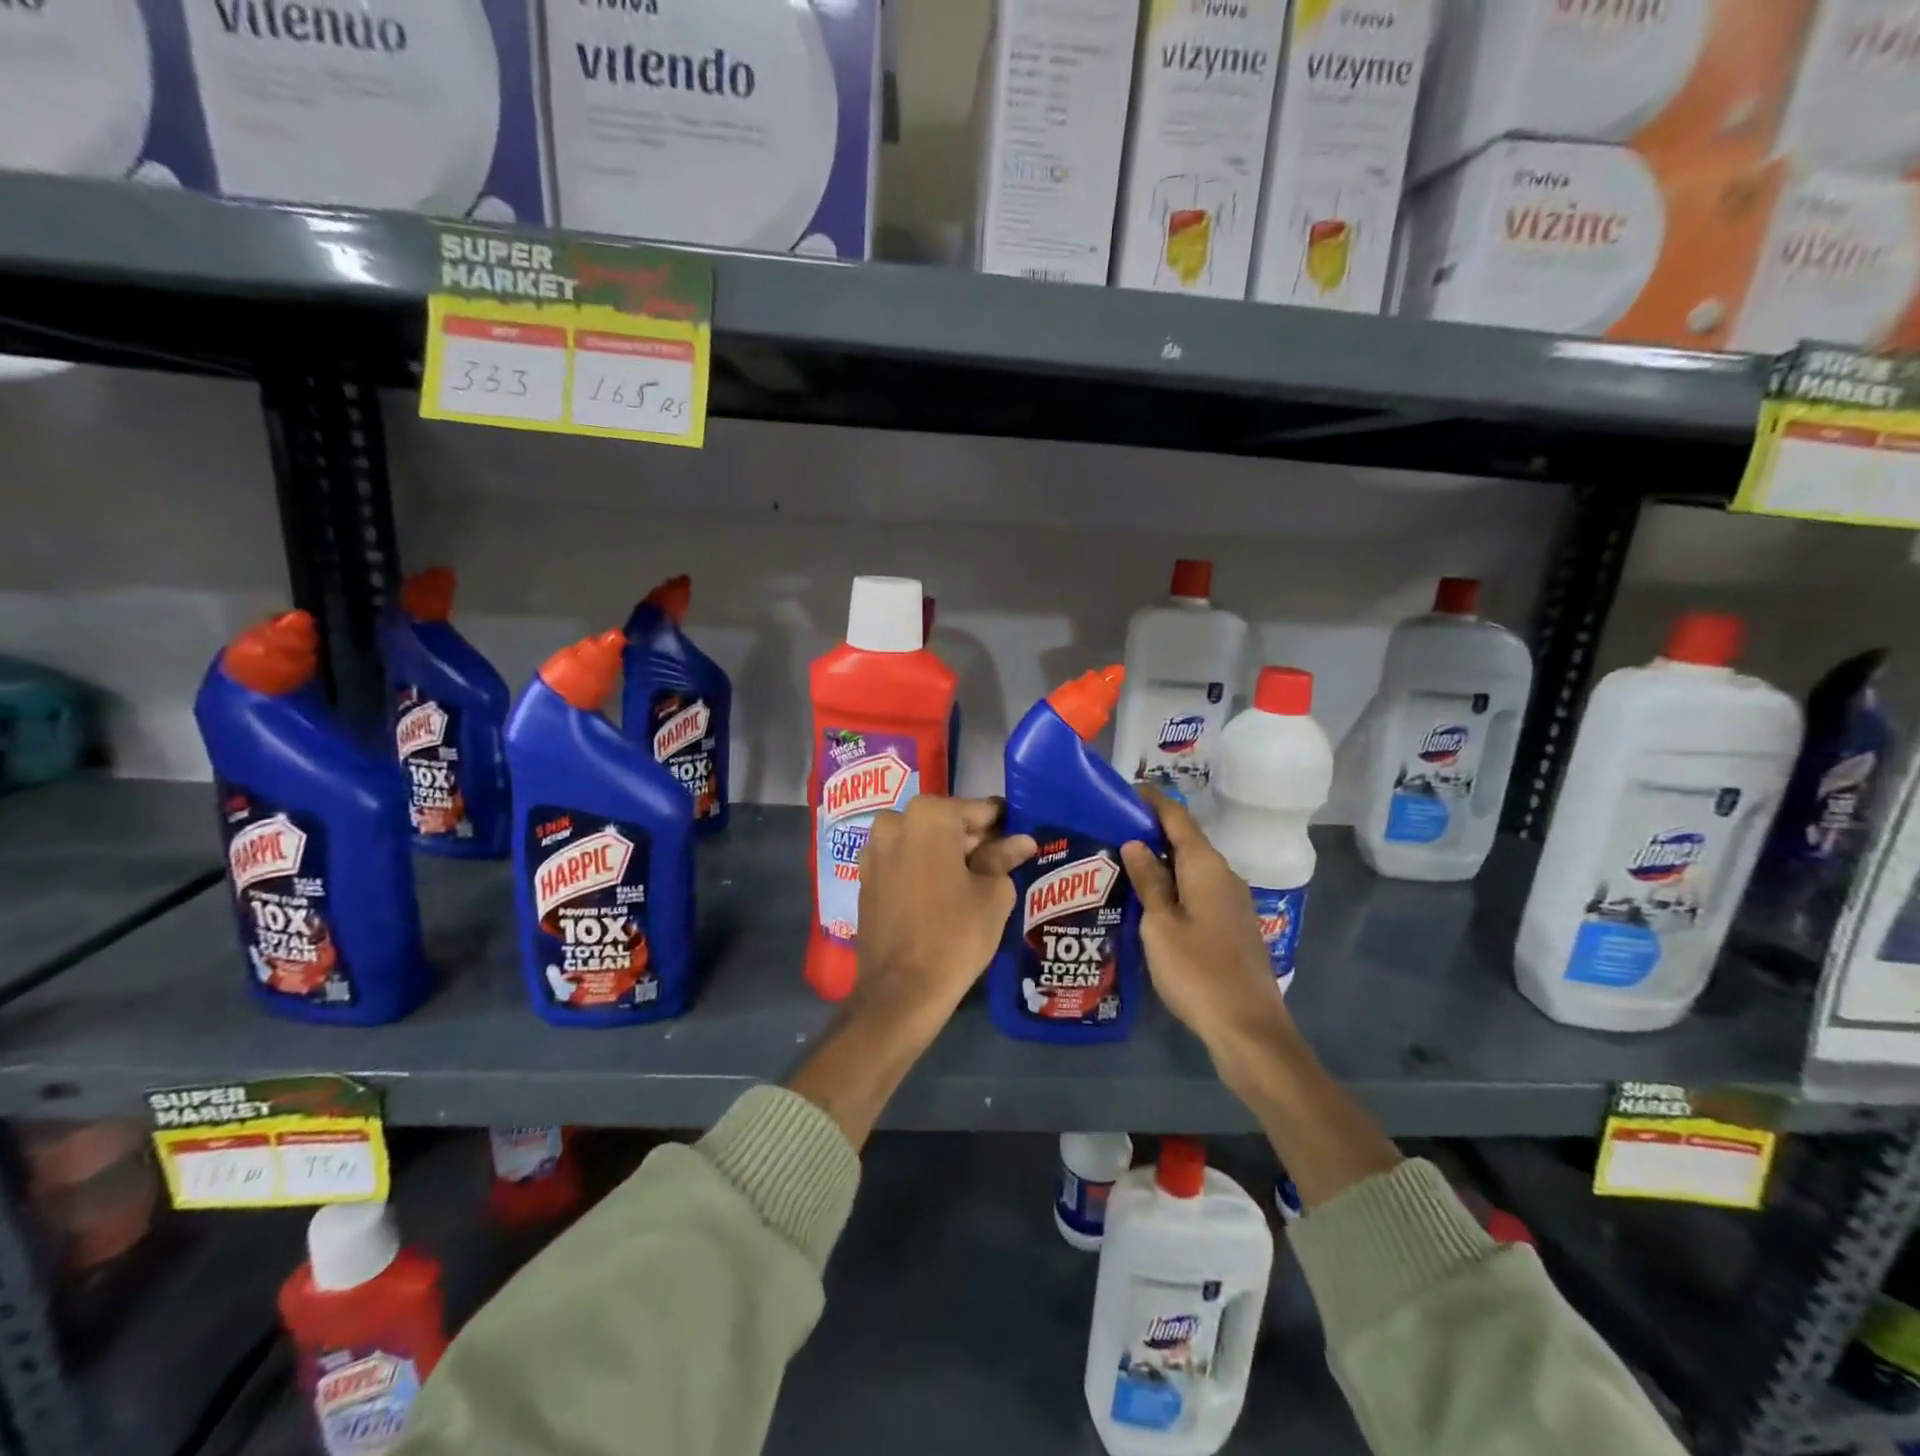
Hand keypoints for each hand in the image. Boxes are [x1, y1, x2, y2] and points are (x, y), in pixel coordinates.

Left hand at [852, 797, 1037, 1033]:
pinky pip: (904, 861)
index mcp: (929, 815)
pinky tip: (946, 894)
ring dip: (948, 855)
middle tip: (1003, 865)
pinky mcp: (865, 878)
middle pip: (948, 823)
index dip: (1003, 826)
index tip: (1020, 840)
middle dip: (973, 840)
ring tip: (975, 883)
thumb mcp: (993, 893)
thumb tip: (1021, 841)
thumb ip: (1004, 857)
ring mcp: (873, 850)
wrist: (901, 991)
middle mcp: (894, 821)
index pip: (979, 810)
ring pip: (923, 841)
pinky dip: (924, 869)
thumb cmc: (955, 934)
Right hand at [1120, 788, 1290, 1056]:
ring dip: (1160, 860)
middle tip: (1110, 831)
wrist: (1248, 1029)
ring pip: (1191, 868)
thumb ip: (1148, 880)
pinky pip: (1198, 890)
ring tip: (1121, 863)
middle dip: (1151, 831)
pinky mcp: (1232, 925)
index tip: (1123, 791)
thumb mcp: (1160, 925)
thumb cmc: (1197, 972)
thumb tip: (1135, 842)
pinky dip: (1173, 885)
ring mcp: (1232, 902)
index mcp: (1206, 867)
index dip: (1152, 801)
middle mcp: (1224, 875)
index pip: (1177, 818)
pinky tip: (1149, 899)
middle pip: (1186, 841)